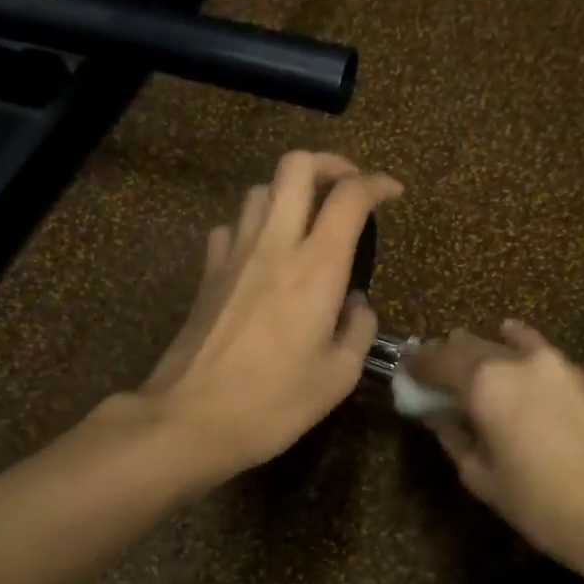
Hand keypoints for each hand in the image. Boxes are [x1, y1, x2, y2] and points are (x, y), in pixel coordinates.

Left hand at [138, 151, 401, 476]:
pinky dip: (252, 228)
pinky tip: (261, 256)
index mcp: (316, 266)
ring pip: (259, 190)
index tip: (393, 194)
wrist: (191, 419)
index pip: (349, 196)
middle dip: (328, 164)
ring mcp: (233, 255)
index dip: (377, 183)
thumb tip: (356, 304)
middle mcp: (274, 245)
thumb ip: (358, 330)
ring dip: (288, 194)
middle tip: (347, 187)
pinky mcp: (207, 274)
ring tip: (305, 222)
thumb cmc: (274, 403)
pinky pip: (231, 228)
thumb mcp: (338, 376)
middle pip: (295, 167)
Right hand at [406, 321, 583, 583]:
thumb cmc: (546, 506)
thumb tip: (442, 418)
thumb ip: (456, 439)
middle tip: (435, 373)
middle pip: (470, 345)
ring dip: (484, 350)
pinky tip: (516, 347)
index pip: (437, 360)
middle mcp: (518, 360)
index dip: (417, 365)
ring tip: (473, 363)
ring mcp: (557, 363)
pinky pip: (541, 351)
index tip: (405, 369)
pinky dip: (520, 348)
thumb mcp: (484, 480)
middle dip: (447, 355)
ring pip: (507, 343)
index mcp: (485, 383)